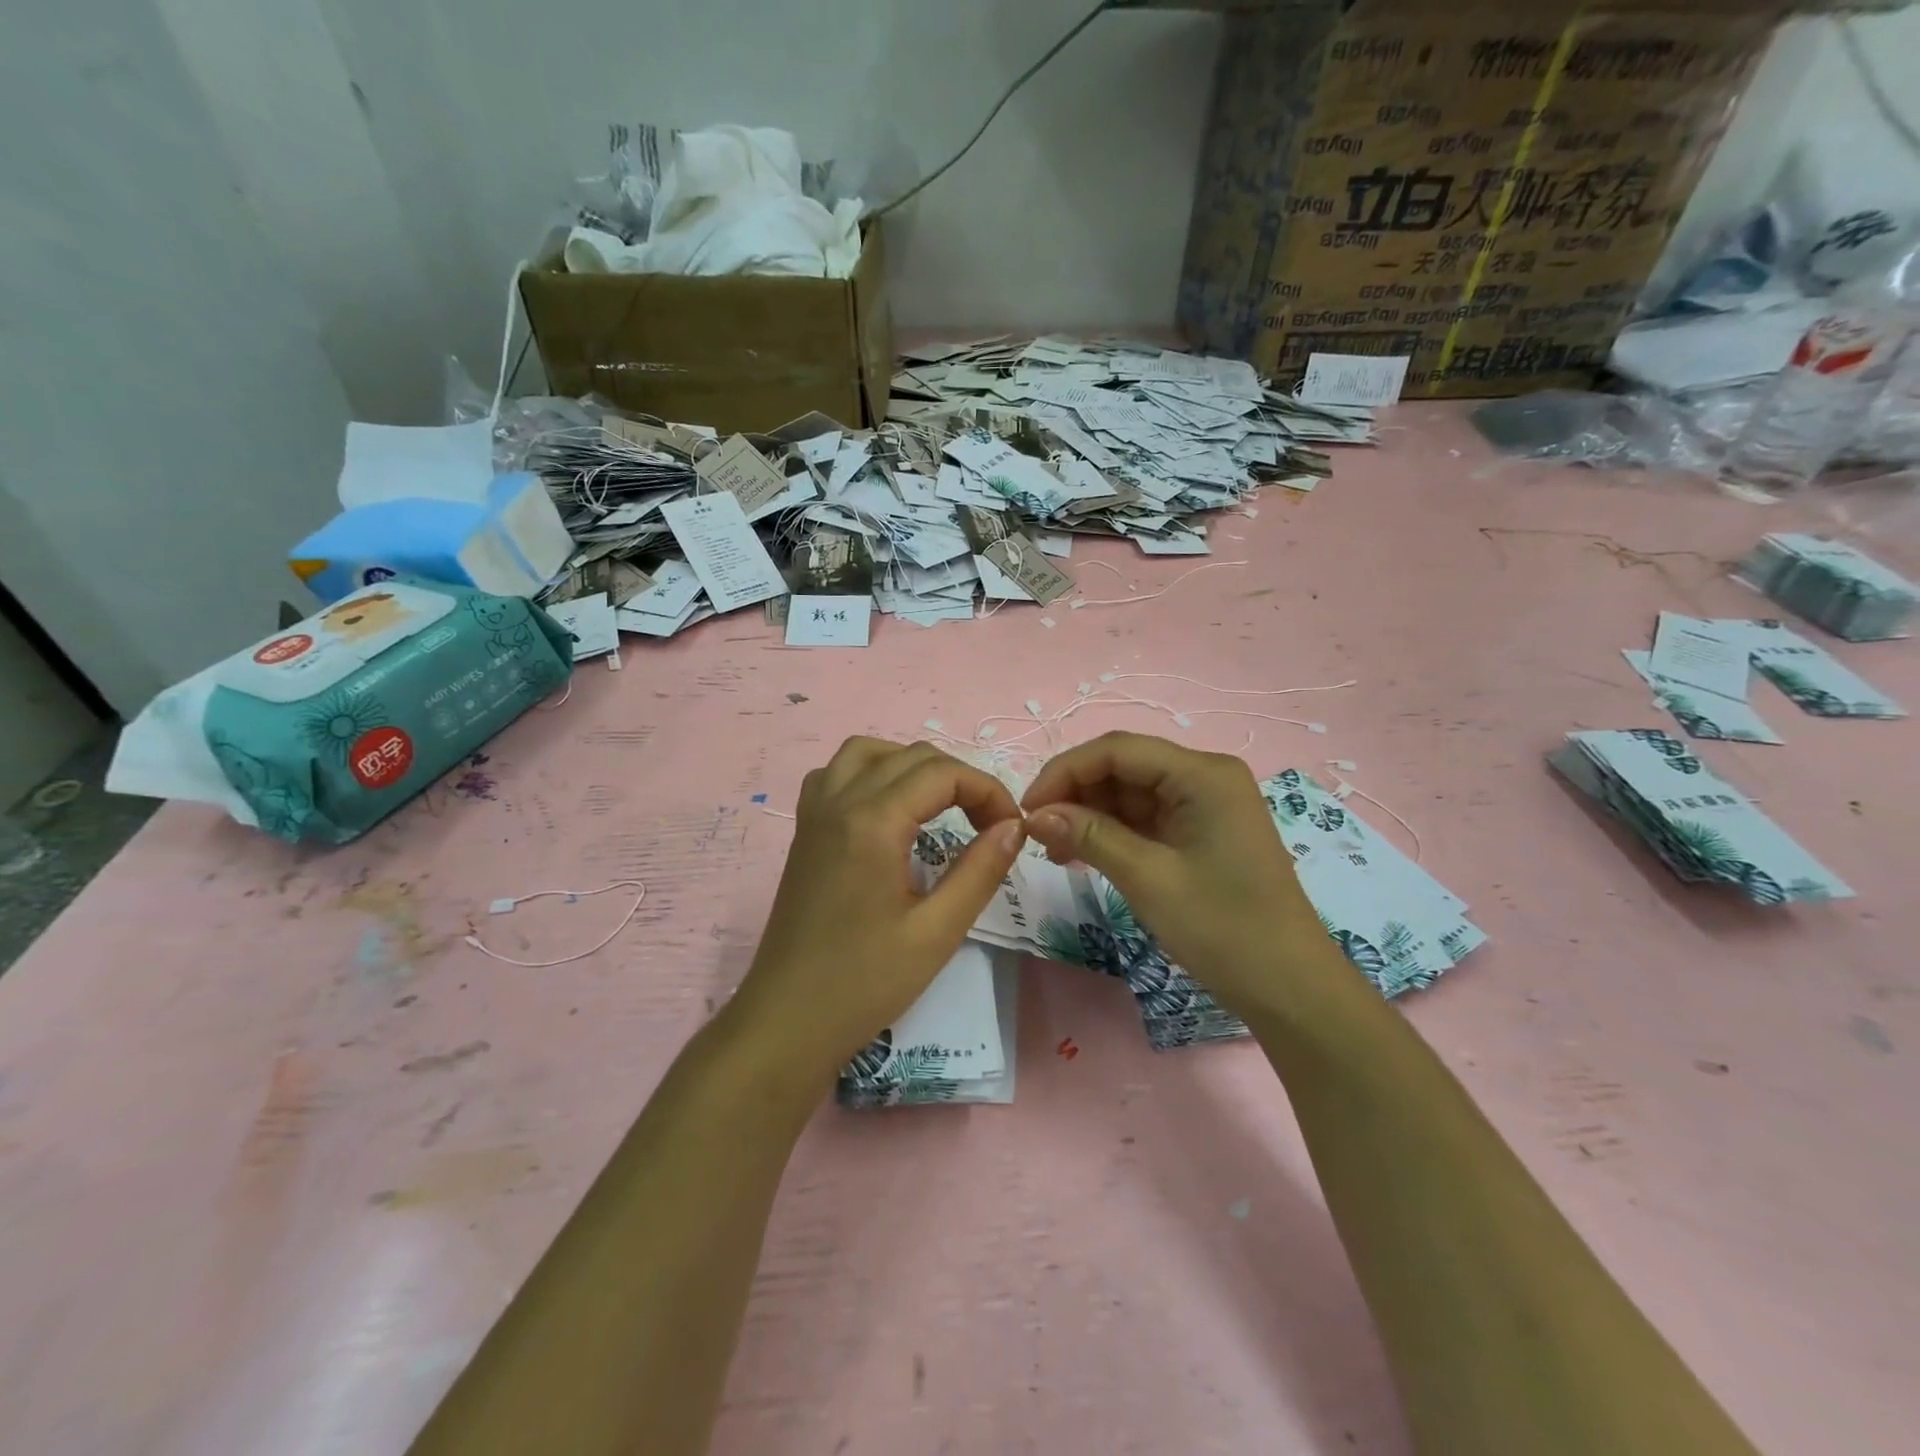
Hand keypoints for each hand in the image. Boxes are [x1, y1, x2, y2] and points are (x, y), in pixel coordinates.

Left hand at [728, 737, 1025, 1078]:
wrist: (786, 1021)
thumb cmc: (864, 983)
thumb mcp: (937, 932)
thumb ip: (980, 871)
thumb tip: (1013, 827)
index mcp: (872, 822)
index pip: (943, 773)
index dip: (988, 791)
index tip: (1010, 829)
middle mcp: (839, 801)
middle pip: (911, 756)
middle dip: (959, 779)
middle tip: (987, 826)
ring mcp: (814, 813)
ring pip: (867, 752)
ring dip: (912, 766)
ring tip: (941, 806)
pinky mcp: (804, 831)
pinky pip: (835, 774)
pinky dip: (870, 774)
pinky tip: (887, 810)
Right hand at [1021, 732, 1342, 1016]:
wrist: (1290, 988)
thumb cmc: (1223, 928)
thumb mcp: (1148, 878)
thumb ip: (1088, 836)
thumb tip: (1033, 815)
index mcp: (1202, 774)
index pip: (1116, 750)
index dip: (1064, 772)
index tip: (1026, 810)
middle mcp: (1205, 777)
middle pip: (1123, 767)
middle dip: (1075, 795)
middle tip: (1036, 834)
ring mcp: (1205, 805)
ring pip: (1130, 793)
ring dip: (1089, 816)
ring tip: (1053, 851)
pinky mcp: (1201, 833)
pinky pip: (1146, 819)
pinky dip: (1112, 833)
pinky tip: (1081, 855)